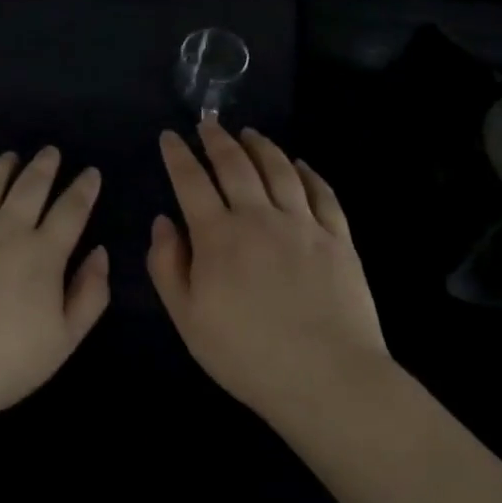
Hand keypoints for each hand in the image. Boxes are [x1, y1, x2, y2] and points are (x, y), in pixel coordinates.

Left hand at [0, 147, 109, 420]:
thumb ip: (89, 295)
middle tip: (50, 152)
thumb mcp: (63, 340)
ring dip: (1, 167)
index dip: (84, 189)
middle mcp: (5, 229)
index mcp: (42, 253)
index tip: (90, 173)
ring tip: (10, 157)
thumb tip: (100, 253)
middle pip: (30, 186)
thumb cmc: (4, 362)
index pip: (71, 210)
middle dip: (44, 166)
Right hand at [148, 122, 388, 429]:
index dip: (177, 155)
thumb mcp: (187, 318)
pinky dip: (308, 172)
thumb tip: (163, 222)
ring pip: (279, 169)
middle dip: (217, 139)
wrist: (327, 379)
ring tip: (249, 133)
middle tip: (207, 123)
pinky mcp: (338, 238)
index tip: (169, 136)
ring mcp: (303, 224)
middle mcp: (259, 217)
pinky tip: (300, 164)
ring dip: (260, 146)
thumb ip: (167, 266)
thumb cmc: (246, 354)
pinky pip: (322, 193)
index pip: (191, 181)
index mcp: (218, 236)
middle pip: (235, 164)